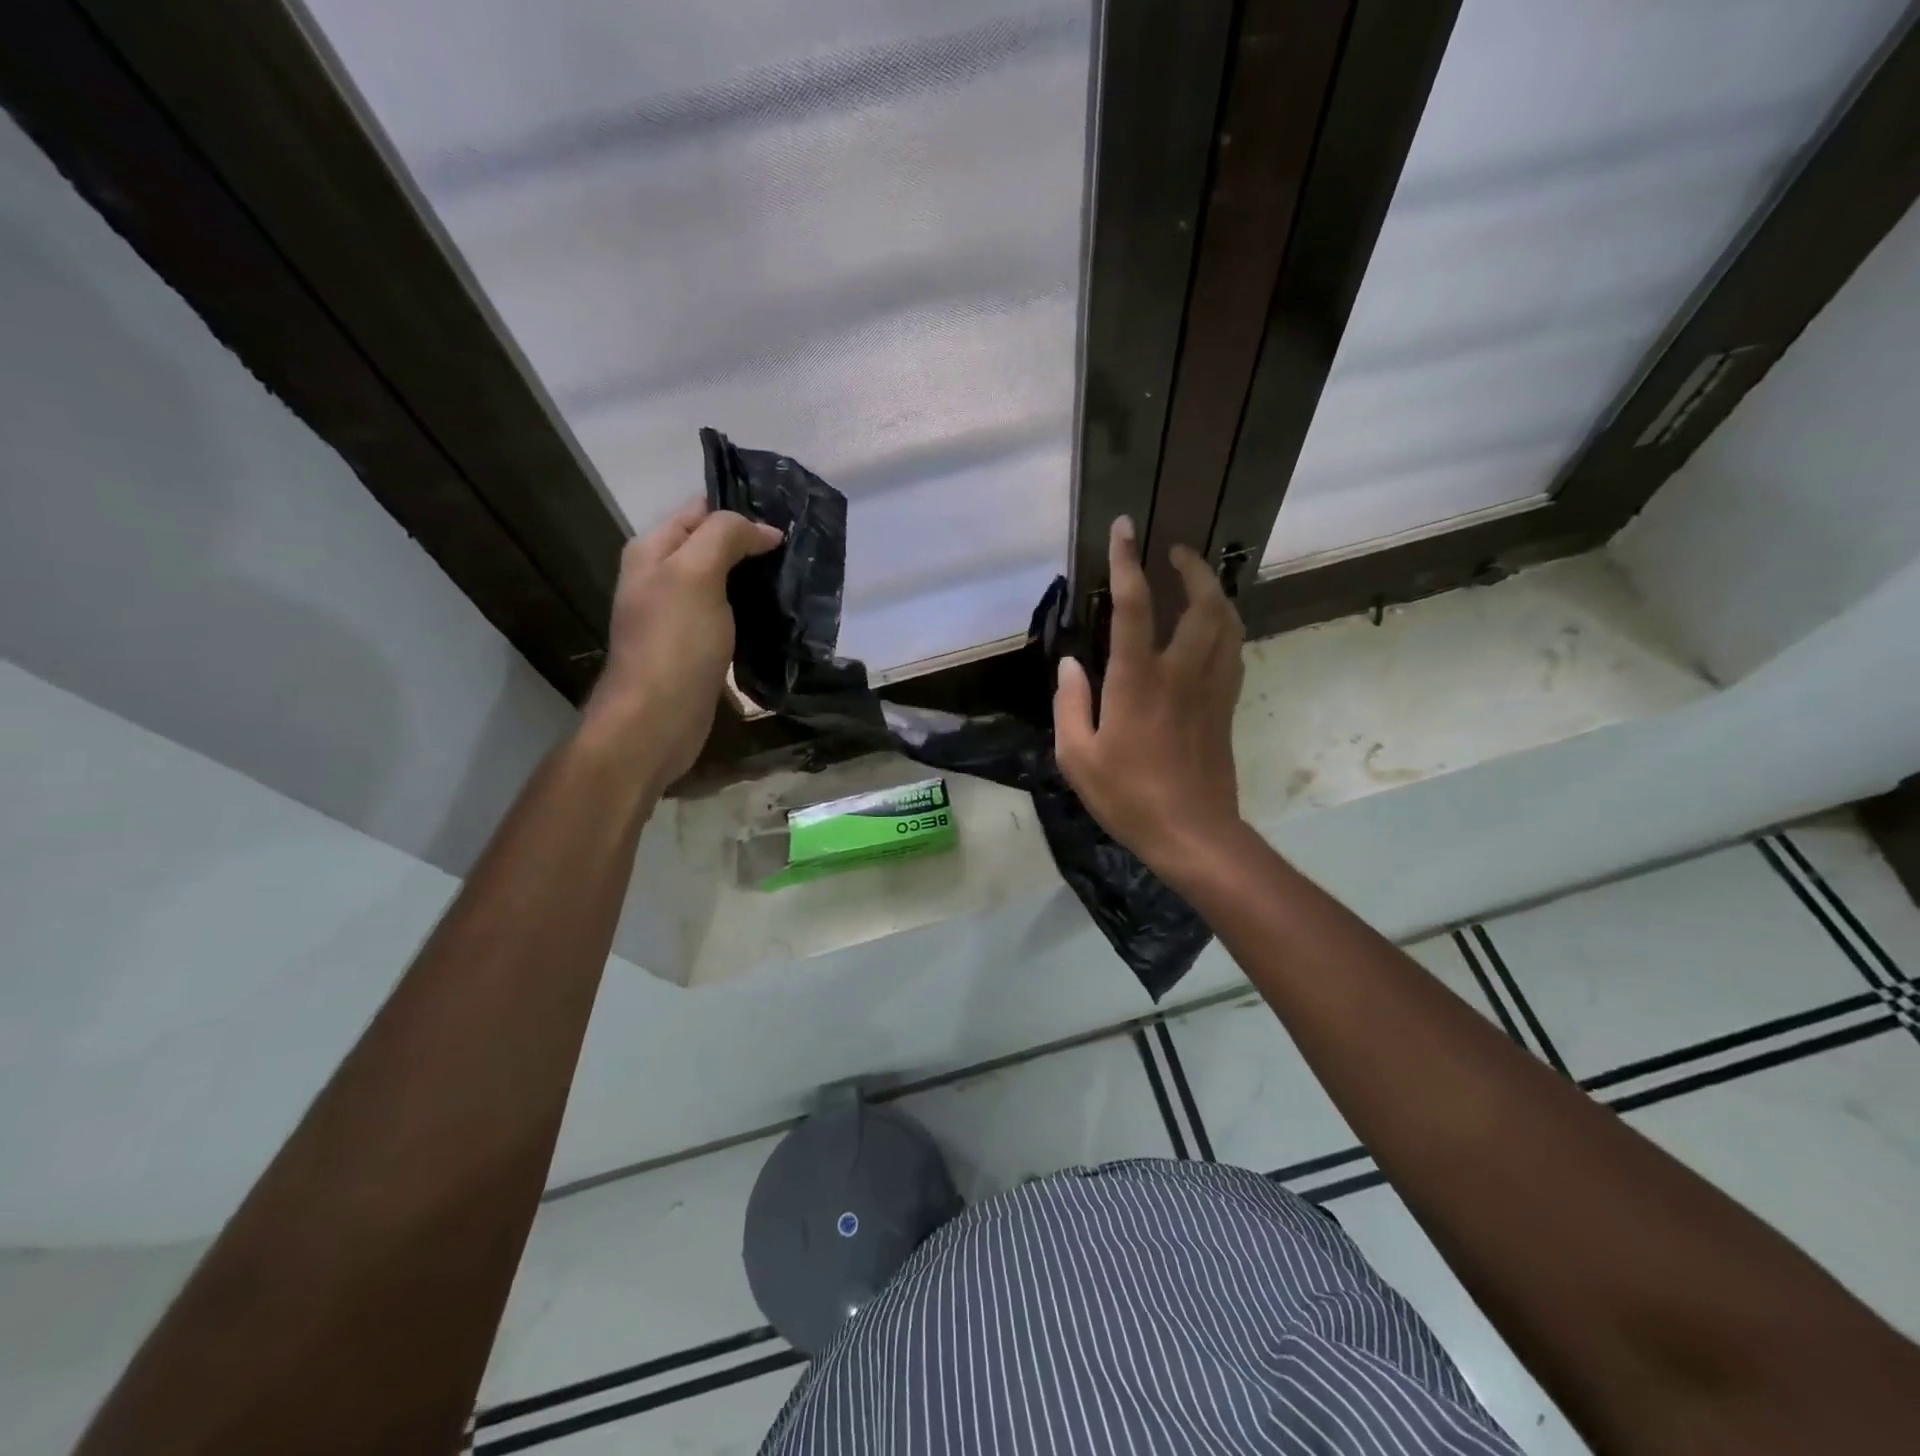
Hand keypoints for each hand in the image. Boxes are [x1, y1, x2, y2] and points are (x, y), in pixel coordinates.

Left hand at [580, 502, 782, 787]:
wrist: (657, 719)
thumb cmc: (675, 642)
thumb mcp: (696, 574)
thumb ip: (725, 536)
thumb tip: (765, 530)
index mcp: (653, 550)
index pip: (700, 511)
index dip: (741, 510)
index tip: (786, 519)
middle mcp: (661, 577)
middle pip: (713, 545)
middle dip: (753, 543)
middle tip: (800, 549)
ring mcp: (679, 614)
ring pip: (725, 582)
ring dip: (757, 579)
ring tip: (799, 578)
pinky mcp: (697, 646)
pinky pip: (729, 615)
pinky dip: (753, 610)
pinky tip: (780, 615)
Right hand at [1053, 516, 1246, 874]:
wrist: (1192, 833)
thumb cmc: (1127, 796)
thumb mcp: (1077, 756)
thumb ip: (1069, 704)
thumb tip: (1069, 664)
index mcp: (1138, 681)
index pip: (1135, 606)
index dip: (1127, 562)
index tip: (1123, 529)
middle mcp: (1181, 673)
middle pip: (1203, 604)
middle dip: (1193, 568)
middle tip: (1176, 552)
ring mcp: (1211, 688)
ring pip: (1228, 623)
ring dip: (1216, 593)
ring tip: (1198, 582)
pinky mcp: (1226, 707)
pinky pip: (1234, 652)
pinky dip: (1225, 627)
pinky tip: (1212, 630)